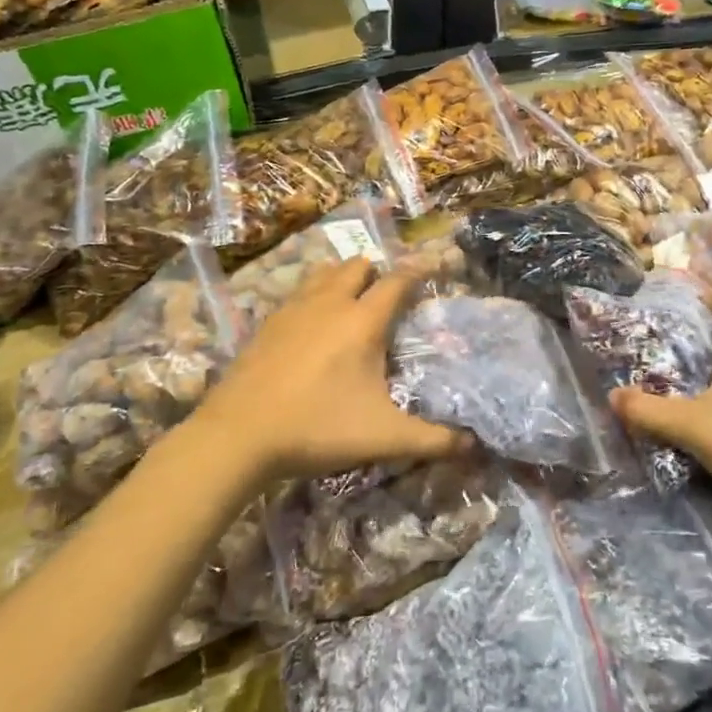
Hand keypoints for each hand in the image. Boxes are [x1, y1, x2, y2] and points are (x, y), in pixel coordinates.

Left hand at [180, 259, 466, 489]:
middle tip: (389, 293)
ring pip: (323, 274)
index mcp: (362, 322)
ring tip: (352, 299)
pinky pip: (297, 294)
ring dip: (342, 278)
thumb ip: (433, 440)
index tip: (431, 267)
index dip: (417, 272)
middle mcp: (329, 304)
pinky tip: (311, 324)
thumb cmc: (317, 428)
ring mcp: (292, 310)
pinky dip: (313, 296)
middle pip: (357, 266)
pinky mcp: (266, 325)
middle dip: (377, 272)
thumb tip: (474, 445)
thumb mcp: (384, 438)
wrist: (237, 436)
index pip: (397, 281)